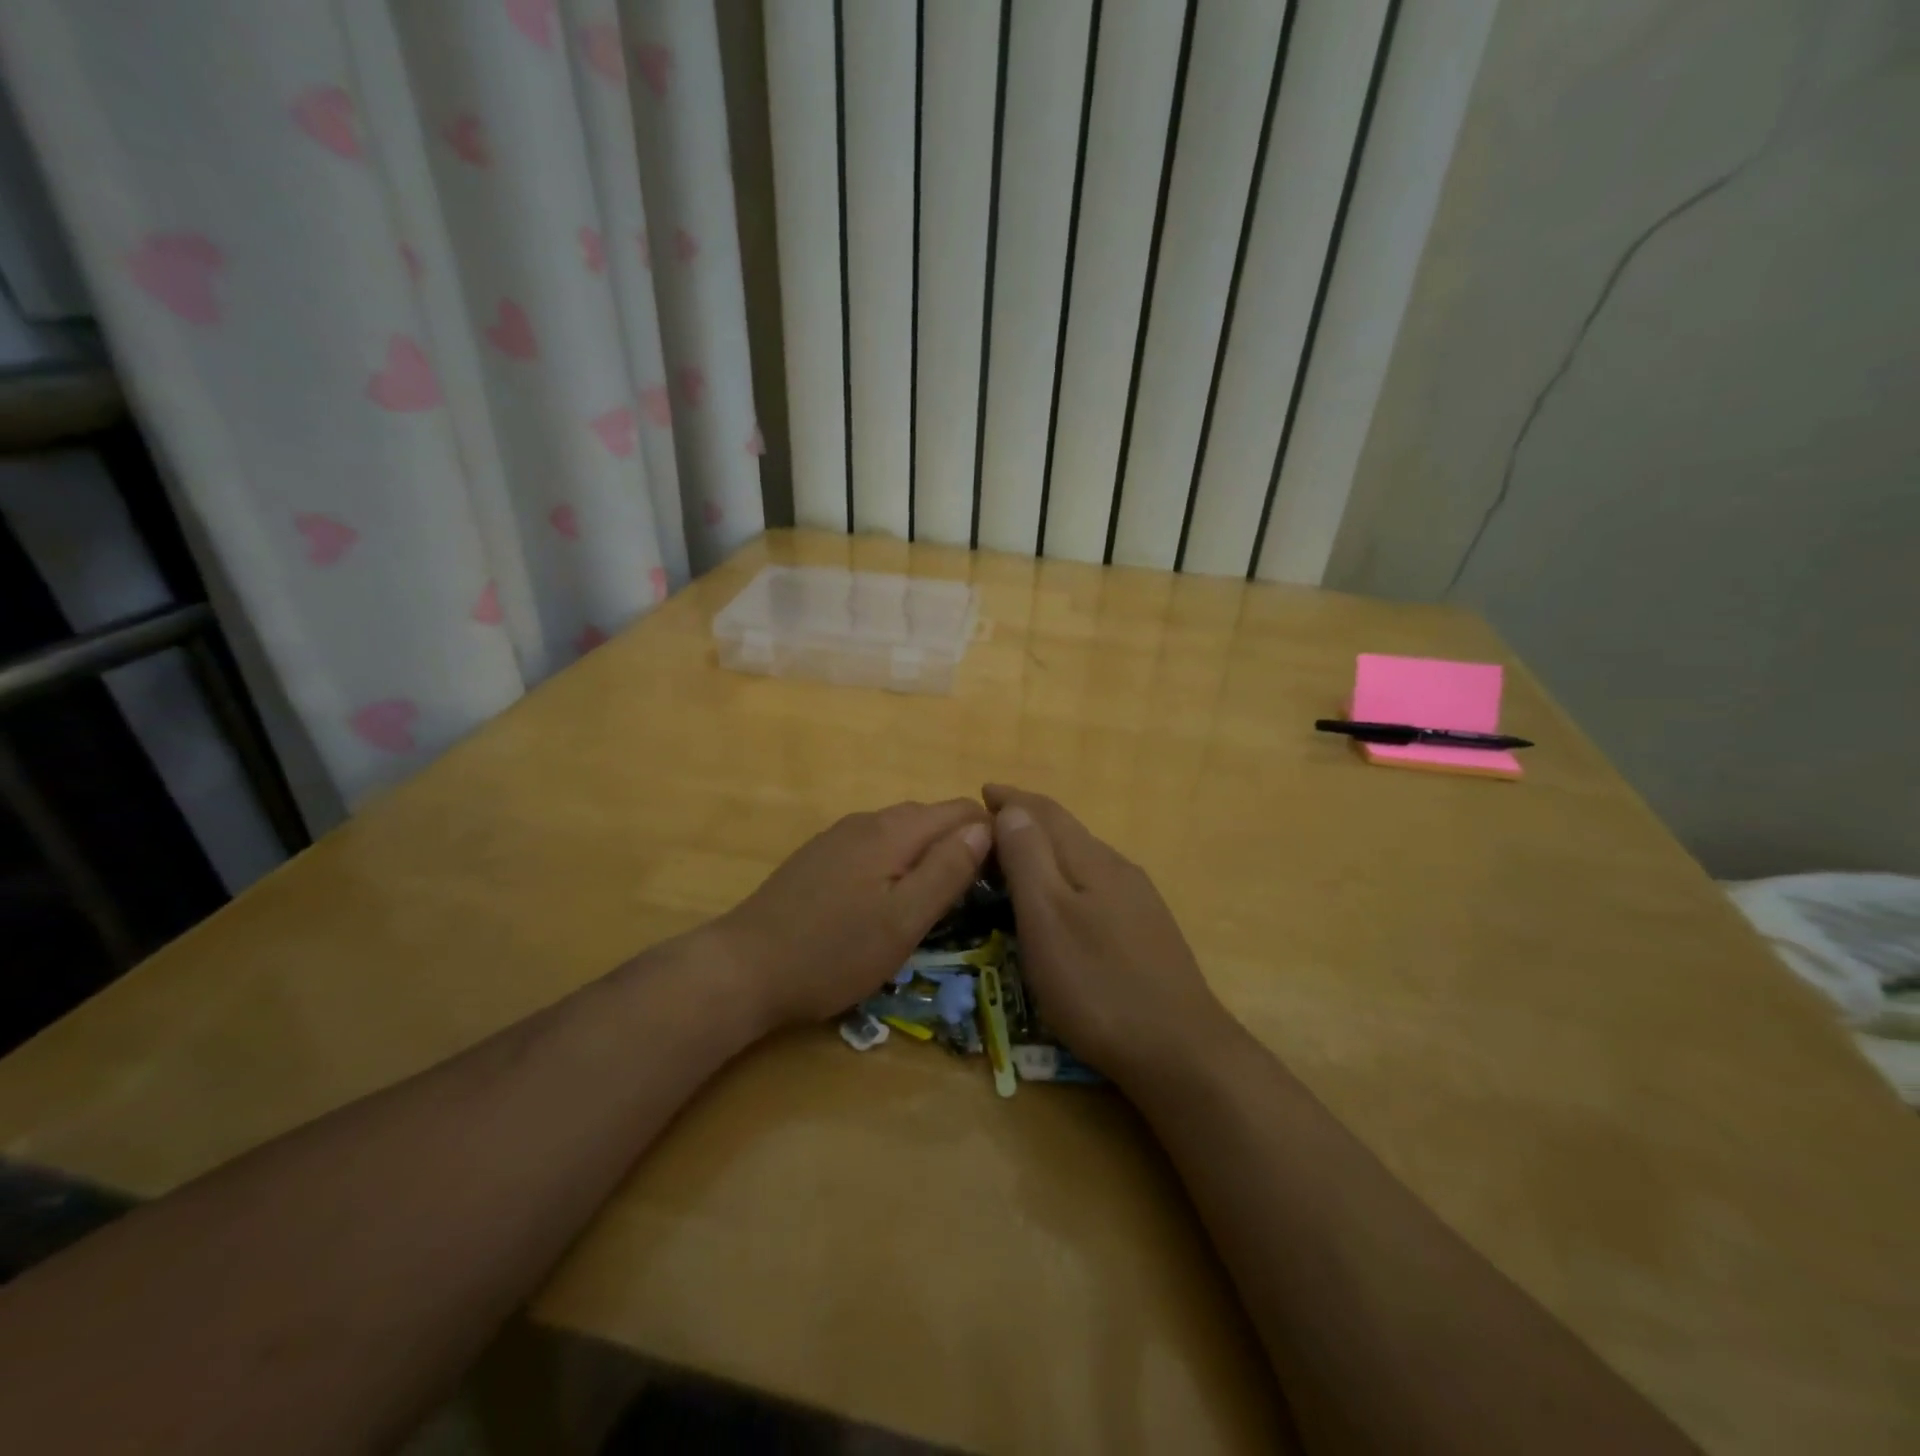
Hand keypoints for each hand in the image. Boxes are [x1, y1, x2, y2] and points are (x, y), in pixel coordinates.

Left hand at [712, 800, 992, 1031]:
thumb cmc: (833, 952)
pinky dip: (898, 862)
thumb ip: (947, 871)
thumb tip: (987, 828)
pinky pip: (875, 846)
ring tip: (941, 898)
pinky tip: (891, 897)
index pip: (960, 811)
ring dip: (929, 854)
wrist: (743, 968)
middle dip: (961, 844)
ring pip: (902, 832)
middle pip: (931, 817)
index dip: (990, 836)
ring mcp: (838, 837)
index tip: (1006, 876)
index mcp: (893, 831)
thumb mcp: (903, 921)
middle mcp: (866, 821)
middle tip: (979, 893)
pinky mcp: (819, 857)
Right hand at [985, 784, 1234, 1080]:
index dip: (1012, 799)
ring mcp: (1138, 900)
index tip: (982, 791)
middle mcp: (1118, 868)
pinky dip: (1067, 875)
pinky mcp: (1147, 930)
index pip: (1046, 813)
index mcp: (1091, 860)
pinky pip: (1096, 883)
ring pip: (1084, 857)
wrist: (1179, 1050)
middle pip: (1067, 831)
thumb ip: (1029, 860)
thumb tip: (1013, 810)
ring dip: (1048, 847)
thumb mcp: (1047, 920)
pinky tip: (1063, 898)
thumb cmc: (1097, 985)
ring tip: (1018, 855)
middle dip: (1028, 819)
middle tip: (990, 823)